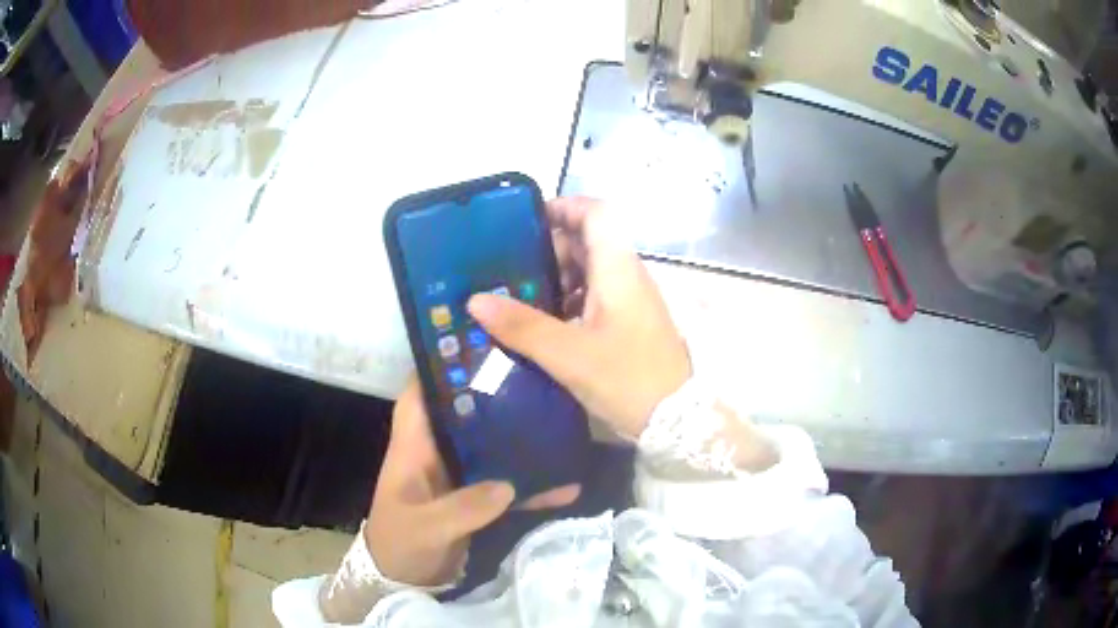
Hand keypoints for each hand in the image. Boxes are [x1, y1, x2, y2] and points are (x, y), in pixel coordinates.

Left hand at [365, 378, 578, 586]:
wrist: (403, 583)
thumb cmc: (400, 546)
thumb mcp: (426, 528)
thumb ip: (462, 508)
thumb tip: (507, 486)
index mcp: (413, 447)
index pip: (421, 394)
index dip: (442, 367)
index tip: (478, 346)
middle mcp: (436, 453)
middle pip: (463, 412)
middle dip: (494, 394)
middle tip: (536, 374)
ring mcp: (457, 475)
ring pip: (489, 443)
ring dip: (519, 436)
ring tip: (560, 417)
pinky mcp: (474, 498)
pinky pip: (506, 482)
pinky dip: (531, 484)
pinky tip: (565, 483)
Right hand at [467, 197, 690, 439]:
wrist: (677, 420)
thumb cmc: (628, 379)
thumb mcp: (569, 355)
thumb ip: (522, 326)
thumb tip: (475, 301)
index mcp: (618, 269)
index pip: (596, 213)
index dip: (563, 207)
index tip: (524, 221)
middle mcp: (627, 275)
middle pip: (589, 240)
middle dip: (549, 247)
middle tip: (510, 267)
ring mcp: (632, 299)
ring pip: (591, 269)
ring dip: (557, 275)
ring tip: (520, 295)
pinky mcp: (631, 321)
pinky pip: (596, 295)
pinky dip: (570, 298)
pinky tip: (546, 322)